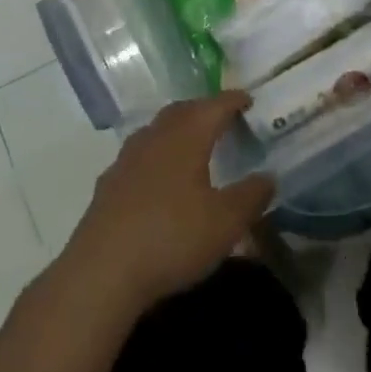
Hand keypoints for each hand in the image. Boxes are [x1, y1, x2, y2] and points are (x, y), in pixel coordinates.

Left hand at [60, 92, 273, 312]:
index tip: (248, 99)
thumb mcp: (226, 222)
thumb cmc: (172, 237)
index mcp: (186, 137)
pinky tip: (160, 178)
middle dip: (203, 109)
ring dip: (176, 130)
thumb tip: (268, 177)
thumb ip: (251, 196)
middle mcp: (154, 138)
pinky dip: (156, 156)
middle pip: (181, 111)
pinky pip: (139, 156)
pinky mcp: (108, 186)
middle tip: (221, 117)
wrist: (102, 272)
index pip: (214, 106)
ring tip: (192, 144)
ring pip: (156, 131)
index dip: (233, 100)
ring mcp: (126, 160)